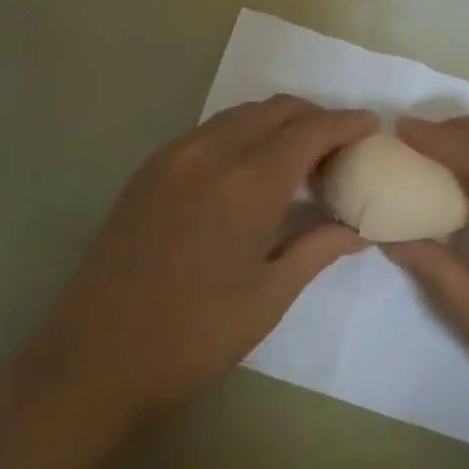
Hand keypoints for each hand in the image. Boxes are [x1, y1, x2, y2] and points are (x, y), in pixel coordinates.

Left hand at [22, 97, 377, 429]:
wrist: (95, 357)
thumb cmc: (193, 337)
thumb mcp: (268, 296)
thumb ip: (318, 247)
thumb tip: (360, 227)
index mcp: (246, 183)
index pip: (309, 130)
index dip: (346, 123)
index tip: (372, 125)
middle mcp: (209, 152)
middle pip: (275, 110)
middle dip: (315, 118)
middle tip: (340, 149)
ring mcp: (172, 156)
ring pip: (240, 115)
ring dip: (277, 123)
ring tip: (299, 160)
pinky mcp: (149, 168)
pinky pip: (209, 131)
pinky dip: (242, 134)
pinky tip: (250, 170)